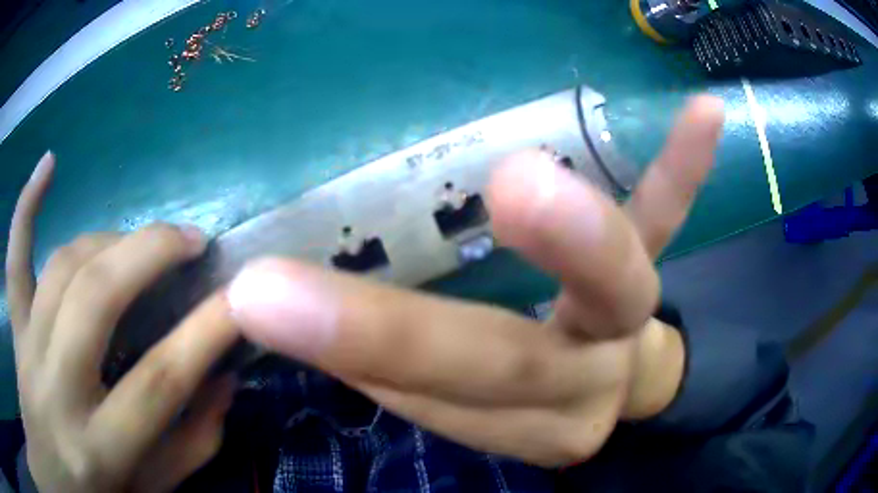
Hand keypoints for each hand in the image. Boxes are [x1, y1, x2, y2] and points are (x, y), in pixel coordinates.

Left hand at [6, 152, 240, 491]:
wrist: (57, 475)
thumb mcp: (152, 491)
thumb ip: (191, 445)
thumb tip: (224, 382)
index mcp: (100, 449)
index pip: (158, 381)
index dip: (204, 331)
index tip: (242, 294)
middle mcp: (56, 391)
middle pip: (96, 299)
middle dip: (150, 254)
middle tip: (191, 239)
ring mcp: (28, 351)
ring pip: (61, 269)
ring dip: (107, 241)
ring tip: (139, 242)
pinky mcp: (15, 330)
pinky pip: (14, 261)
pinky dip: (26, 208)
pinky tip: (48, 164)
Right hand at [228, 96, 724, 466]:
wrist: (603, 389)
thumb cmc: (517, 398)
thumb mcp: (451, 401)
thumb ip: (390, 367)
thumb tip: (294, 309)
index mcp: (515, 424)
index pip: (428, 397)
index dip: (349, 353)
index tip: (257, 302)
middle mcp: (577, 383)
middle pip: (503, 363)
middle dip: (408, 330)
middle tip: (315, 276)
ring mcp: (625, 320)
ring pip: (613, 288)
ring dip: (577, 241)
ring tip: (523, 184)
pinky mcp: (652, 264)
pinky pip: (669, 216)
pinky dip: (684, 170)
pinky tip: (703, 113)